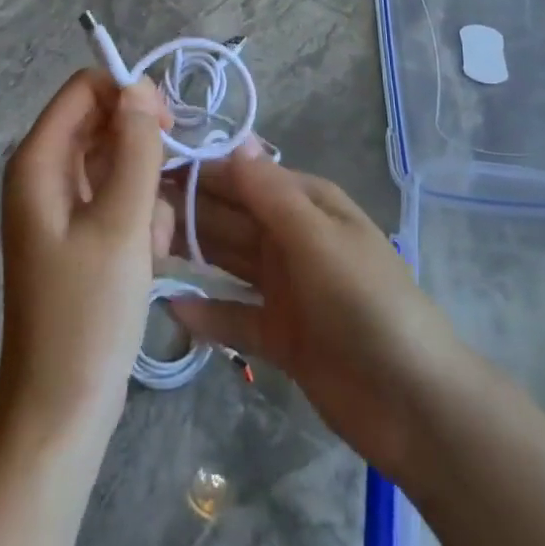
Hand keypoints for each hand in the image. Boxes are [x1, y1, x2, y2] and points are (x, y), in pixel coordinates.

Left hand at [0, 70, 172, 448]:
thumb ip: (136, 147)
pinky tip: (148, 255)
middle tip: (167, 188)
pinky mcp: (79, 231)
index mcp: (38, 161)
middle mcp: (44, 173)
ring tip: (151, 239)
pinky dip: (140, 214)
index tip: (167, 125)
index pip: (84, 88)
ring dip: (146, 188)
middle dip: (142, 147)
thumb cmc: (88, 312)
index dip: (127, 94)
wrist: (62, 410)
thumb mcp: (121, 223)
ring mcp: (61, 204)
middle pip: (102, 122)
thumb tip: (140, 85)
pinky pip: (117, 195)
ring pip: (118, 160)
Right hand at [163, 153, 472, 477]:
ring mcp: (286, 288)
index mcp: (307, 204)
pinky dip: (207, 312)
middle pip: (232, 217)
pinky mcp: (280, 336)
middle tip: (131, 205)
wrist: (413, 401)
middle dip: (188, 208)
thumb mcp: (318, 238)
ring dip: (192, 253)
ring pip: (229, 261)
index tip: (151, 165)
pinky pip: (235, 316)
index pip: (245, 177)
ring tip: (140, 246)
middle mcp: (292, 238)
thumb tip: (234, 144)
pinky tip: (170, 306)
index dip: (202, 170)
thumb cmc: (365, 301)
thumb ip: (271, 194)